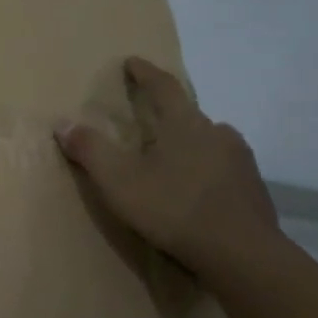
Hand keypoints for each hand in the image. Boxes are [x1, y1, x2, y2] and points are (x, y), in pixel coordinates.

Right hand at [55, 58, 279, 274]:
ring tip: (171, 163)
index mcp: (185, 123)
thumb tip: (62, 123)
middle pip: (188, 115)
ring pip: (209, 143)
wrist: (242, 255)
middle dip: (167, 115)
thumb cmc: (174, 209)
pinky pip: (224, 170)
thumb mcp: (119, 181)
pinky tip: (196, 194)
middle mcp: (217, 132)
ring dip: (189, 146)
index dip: (145, 73)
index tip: (132, 62)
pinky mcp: (254, 189)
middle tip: (148, 124)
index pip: (163, 86)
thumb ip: (90, 150)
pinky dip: (206, 173)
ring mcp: (241, 161)